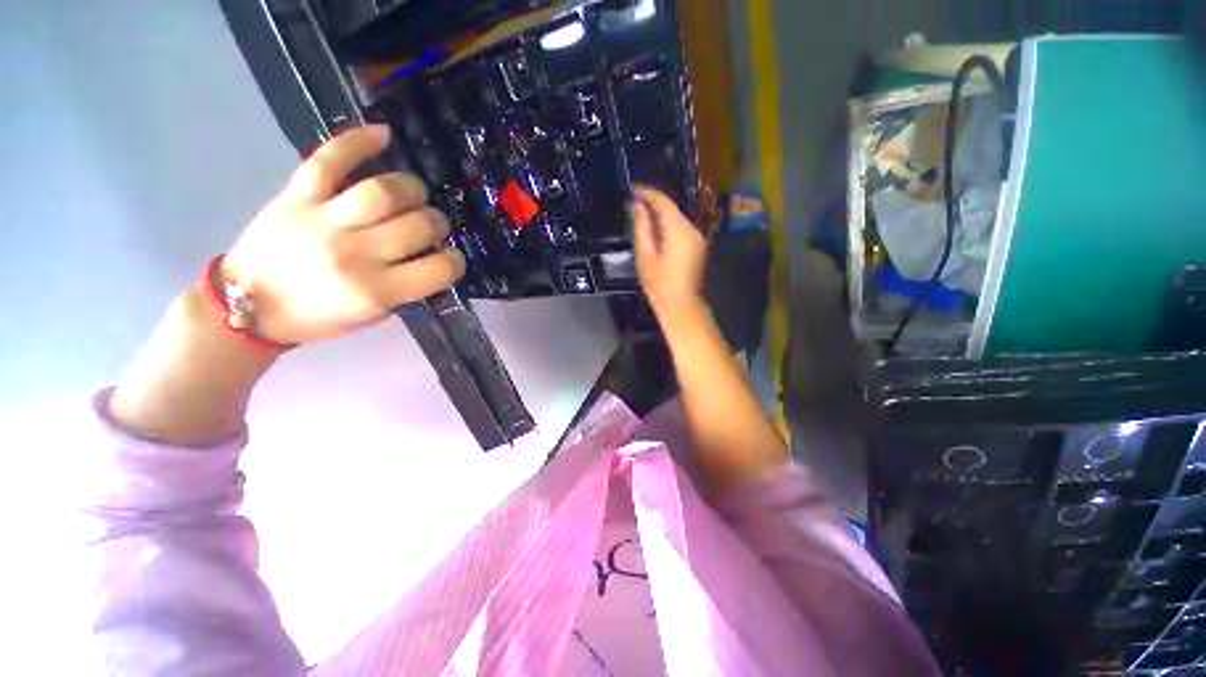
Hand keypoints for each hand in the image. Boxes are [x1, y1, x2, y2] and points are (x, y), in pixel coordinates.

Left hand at [224, 125, 465, 344]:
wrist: (249, 303)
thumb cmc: (317, 317)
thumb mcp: (373, 315)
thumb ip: (406, 289)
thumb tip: (432, 258)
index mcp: (376, 291)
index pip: (438, 269)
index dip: (455, 261)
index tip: (450, 258)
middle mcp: (355, 254)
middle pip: (418, 225)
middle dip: (437, 224)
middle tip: (431, 226)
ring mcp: (323, 221)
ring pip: (384, 192)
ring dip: (412, 189)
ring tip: (415, 194)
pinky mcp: (297, 196)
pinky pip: (329, 160)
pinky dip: (358, 142)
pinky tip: (384, 135)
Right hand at [631, 186, 709, 329]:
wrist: (681, 304)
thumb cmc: (659, 284)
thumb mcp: (645, 256)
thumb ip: (642, 228)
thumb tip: (638, 206)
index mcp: (679, 231)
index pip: (664, 202)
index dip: (648, 193)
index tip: (634, 190)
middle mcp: (692, 229)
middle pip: (672, 208)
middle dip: (654, 203)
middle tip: (636, 202)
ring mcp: (698, 237)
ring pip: (677, 216)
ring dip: (661, 213)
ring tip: (643, 214)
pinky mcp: (698, 244)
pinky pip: (682, 226)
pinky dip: (669, 223)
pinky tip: (656, 229)